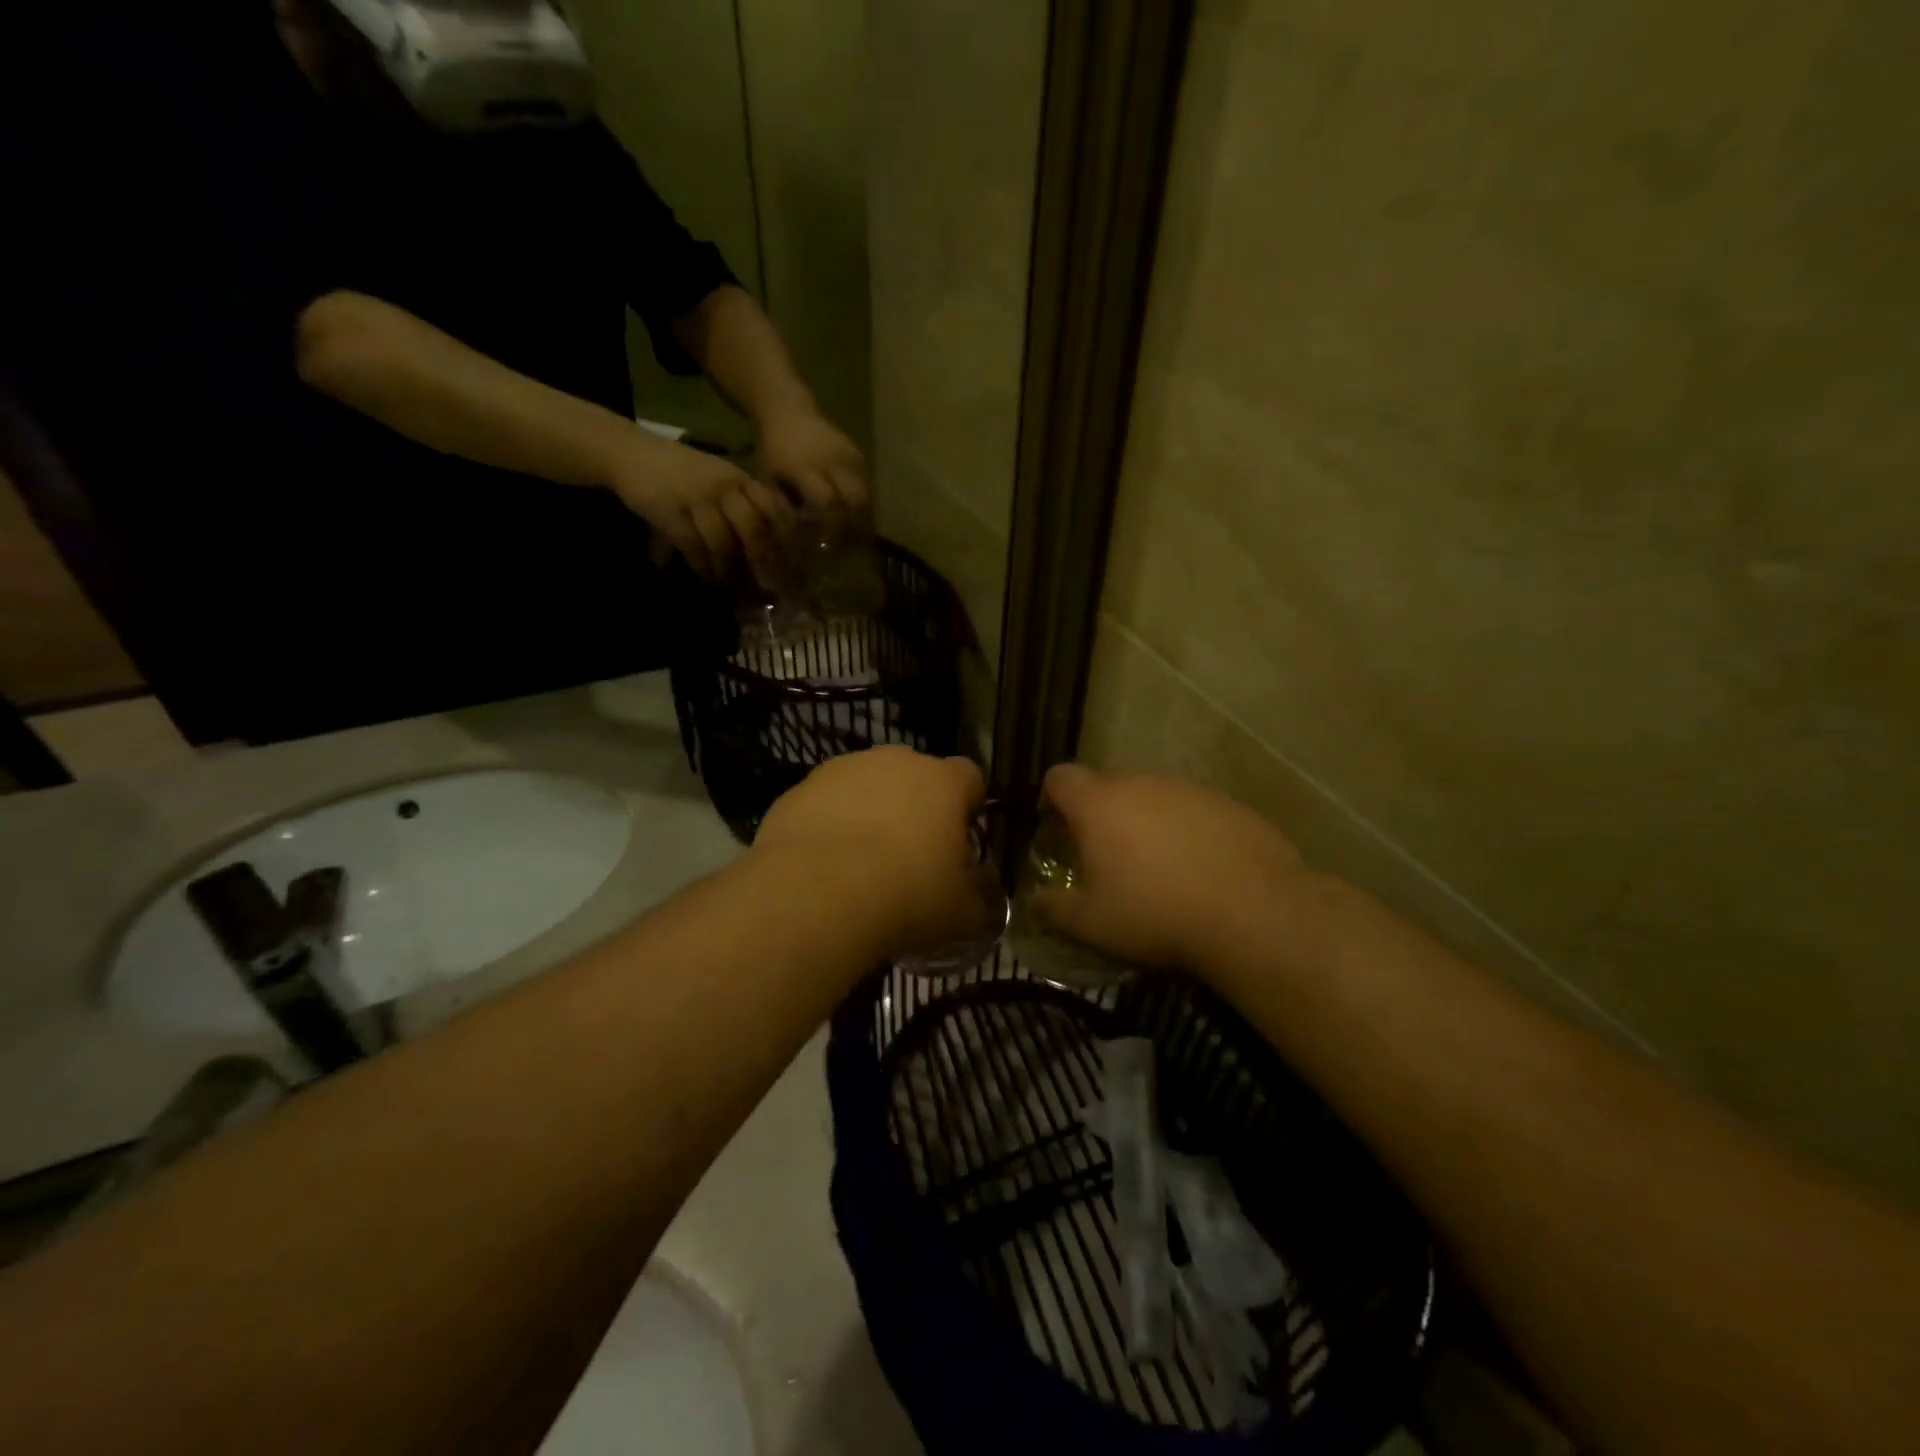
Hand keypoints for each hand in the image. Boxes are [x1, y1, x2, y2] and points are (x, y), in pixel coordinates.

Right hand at [605, 434, 799, 588]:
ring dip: (732, 571)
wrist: (633, 453)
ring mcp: (697, 497)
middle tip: (774, 589)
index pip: (776, 510)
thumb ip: (748, 505)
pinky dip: (704, 567)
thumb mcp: (723, 480)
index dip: (790, 542)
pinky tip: (710, 580)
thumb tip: (777, 548)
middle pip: (755, 529)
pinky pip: (693, 546)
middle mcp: (725, 486)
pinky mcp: (670, 510)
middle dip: (767, 563)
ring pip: (723, 541)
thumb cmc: (685, 474)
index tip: (799, 568)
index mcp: (742, 479)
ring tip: (738, 591)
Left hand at [755, 404, 870, 535]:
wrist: (788, 411)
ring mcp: (850, 456)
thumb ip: (787, 510)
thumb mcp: (771, 481)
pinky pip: (868, 486)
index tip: (827, 545)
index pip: (827, 503)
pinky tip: (854, 516)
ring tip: (852, 534)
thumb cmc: (774, 451)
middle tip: (846, 544)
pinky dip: (863, 504)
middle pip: (856, 500)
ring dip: (862, 518)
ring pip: (867, 495)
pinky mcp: (860, 455)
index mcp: (805, 467)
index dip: (829, 527)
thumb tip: (807, 541)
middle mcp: (832, 460)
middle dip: (853, 526)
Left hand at [755, 747, 985, 960]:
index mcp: (943, 782)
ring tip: (861, 865)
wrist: (814, 895)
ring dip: (869, 814)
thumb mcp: (962, 915)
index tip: (960, 841)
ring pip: (866, 786)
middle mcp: (895, 762)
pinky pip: (825, 804)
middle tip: (911, 857)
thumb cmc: (906, 897)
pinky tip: (824, 868)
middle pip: (915, 777)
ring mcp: (842, 770)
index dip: (968, 807)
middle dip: (916, 808)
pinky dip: (829, 826)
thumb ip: (982, 903)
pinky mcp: (799, 789)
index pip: (970, 778)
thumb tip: (989, 900)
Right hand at [1034, 764, 1316, 972]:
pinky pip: (1192, 811)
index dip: (1051, 798)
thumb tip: (1035, 902)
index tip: (1054, 827)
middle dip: (1099, 814)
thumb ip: (1054, 909)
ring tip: (1155, 868)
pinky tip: (1199, 871)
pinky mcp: (1228, 804)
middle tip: (1104, 856)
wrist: (1253, 914)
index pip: (1060, 778)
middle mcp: (1141, 784)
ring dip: (1144, 822)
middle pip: (1107, 786)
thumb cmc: (1156, 915)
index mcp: (1099, 804)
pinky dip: (1185, 832)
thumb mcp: (1091, 925)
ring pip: (1152, 797)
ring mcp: (1188, 790)